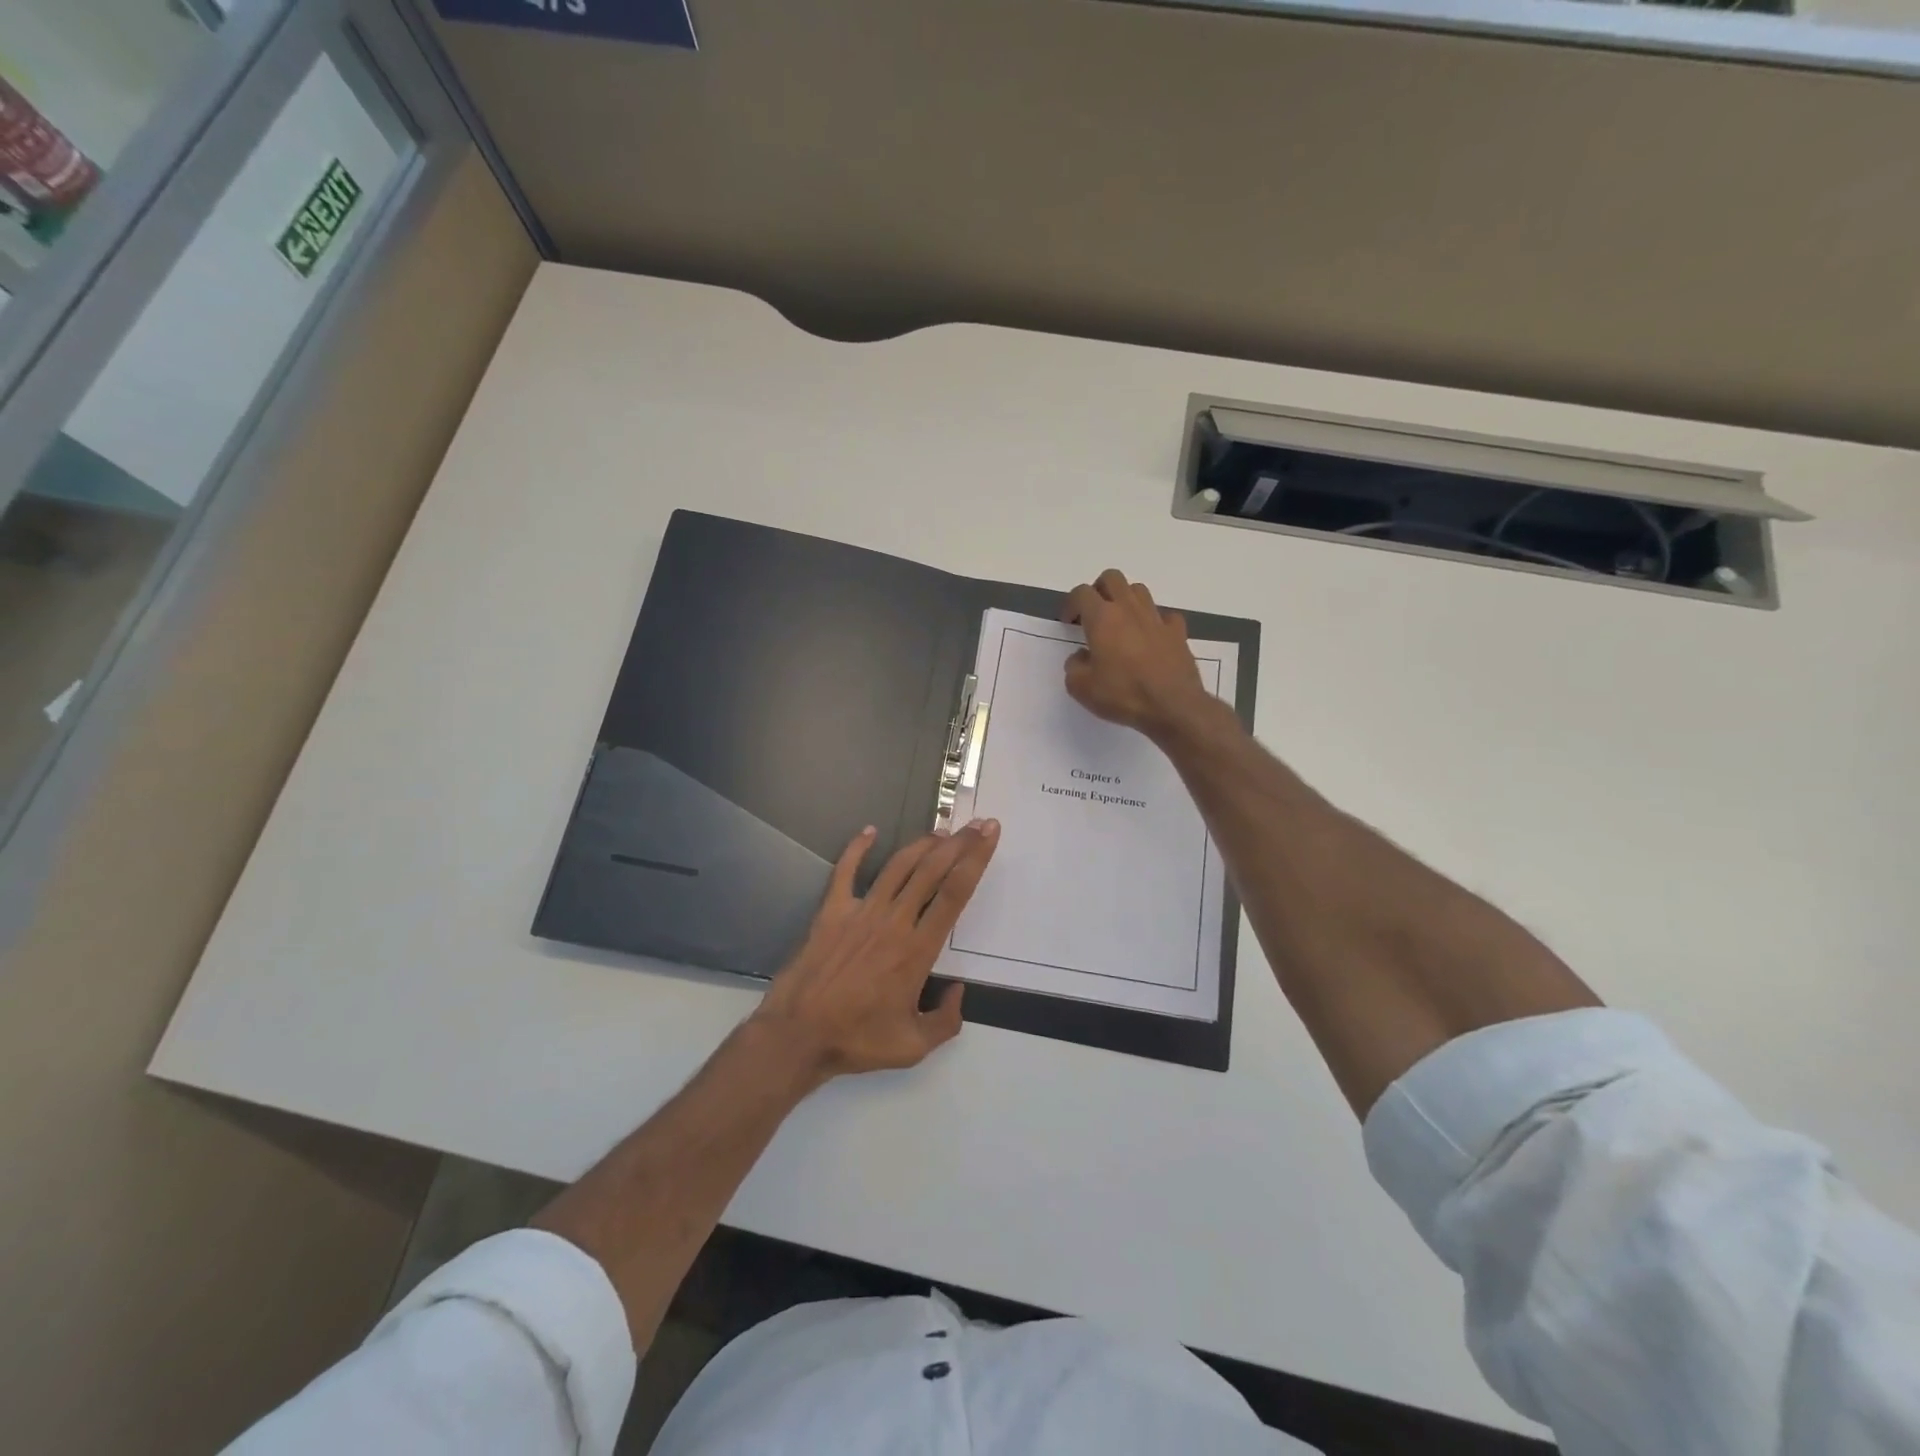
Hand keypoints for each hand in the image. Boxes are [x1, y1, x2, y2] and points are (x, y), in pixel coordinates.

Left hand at [752, 820, 999, 1080]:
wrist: (798, 1035)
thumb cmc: (857, 1040)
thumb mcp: (913, 1046)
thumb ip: (946, 1021)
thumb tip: (958, 992)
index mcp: (917, 950)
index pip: (954, 894)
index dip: (975, 860)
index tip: (989, 836)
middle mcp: (894, 921)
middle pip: (932, 870)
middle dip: (959, 843)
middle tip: (977, 824)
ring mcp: (861, 912)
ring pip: (898, 866)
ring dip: (922, 844)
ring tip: (942, 831)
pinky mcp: (831, 911)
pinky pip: (845, 871)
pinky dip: (857, 848)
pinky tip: (869, 831)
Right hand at [1062, 570, 1213, 742]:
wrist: (1173, 706)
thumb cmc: (1123, 695)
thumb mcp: (1081, 688)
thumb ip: (1074, 667)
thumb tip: (1081, 657)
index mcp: (1102, 618)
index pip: (1081, 593)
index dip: (1071, 603)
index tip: (1068, 622)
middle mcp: (1129, 609)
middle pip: (1112, 578)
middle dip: (1098, 590)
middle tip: (1093, 613)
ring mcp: (1156, 618)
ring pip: (1139, 590)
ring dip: (1126, 600)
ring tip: (1121, 623)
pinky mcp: (1177, 632)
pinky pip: (1164, 616)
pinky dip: (1154, 622)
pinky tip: (1151, 638)